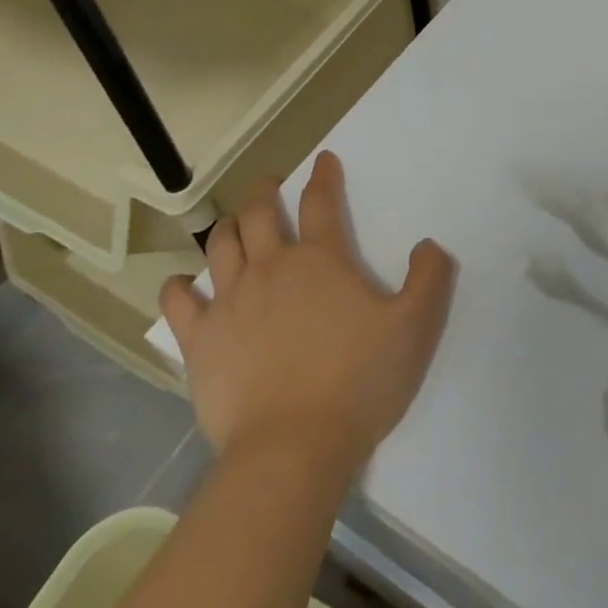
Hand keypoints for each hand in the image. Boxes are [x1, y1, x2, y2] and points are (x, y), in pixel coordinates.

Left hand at [158, 152, 455, 476]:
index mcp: (321, 260)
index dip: (324, 176)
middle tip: (270, 186)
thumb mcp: (415, 328)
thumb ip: (429, 280)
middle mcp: (271, 267)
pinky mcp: (201, 339)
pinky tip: (182, 284)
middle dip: (265, 191)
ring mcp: (230, 301)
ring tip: (233, 225)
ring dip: (228, 227)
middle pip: (259, 212)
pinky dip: (178, 286)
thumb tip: (428, 245)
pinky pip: (178, 301)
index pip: (321, 201)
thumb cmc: (359, 382)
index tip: (323, 160)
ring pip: (221, 245)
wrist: (293, 447)